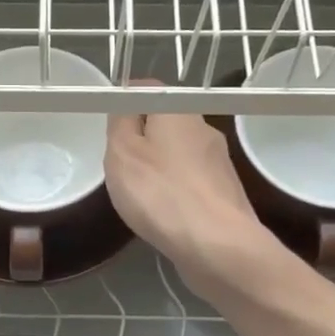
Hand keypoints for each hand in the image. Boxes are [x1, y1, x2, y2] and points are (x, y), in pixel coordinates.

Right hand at [103, 99, 286, 303]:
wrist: (217, 245)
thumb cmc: (161, 193)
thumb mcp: (122, 152)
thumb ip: (121, 122)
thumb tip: (127, 102)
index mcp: (179, 111)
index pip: (149, 89)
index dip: (126, 100)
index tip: (108, 123)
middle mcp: (204, 130)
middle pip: (167, 123)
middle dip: (144, 138)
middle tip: (119, 162)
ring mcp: (220, 163)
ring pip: (181, 154)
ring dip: (161, 167)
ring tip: (140, 193)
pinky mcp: (226, 194)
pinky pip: (193, 183)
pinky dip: (176, 192)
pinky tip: (165, 213)